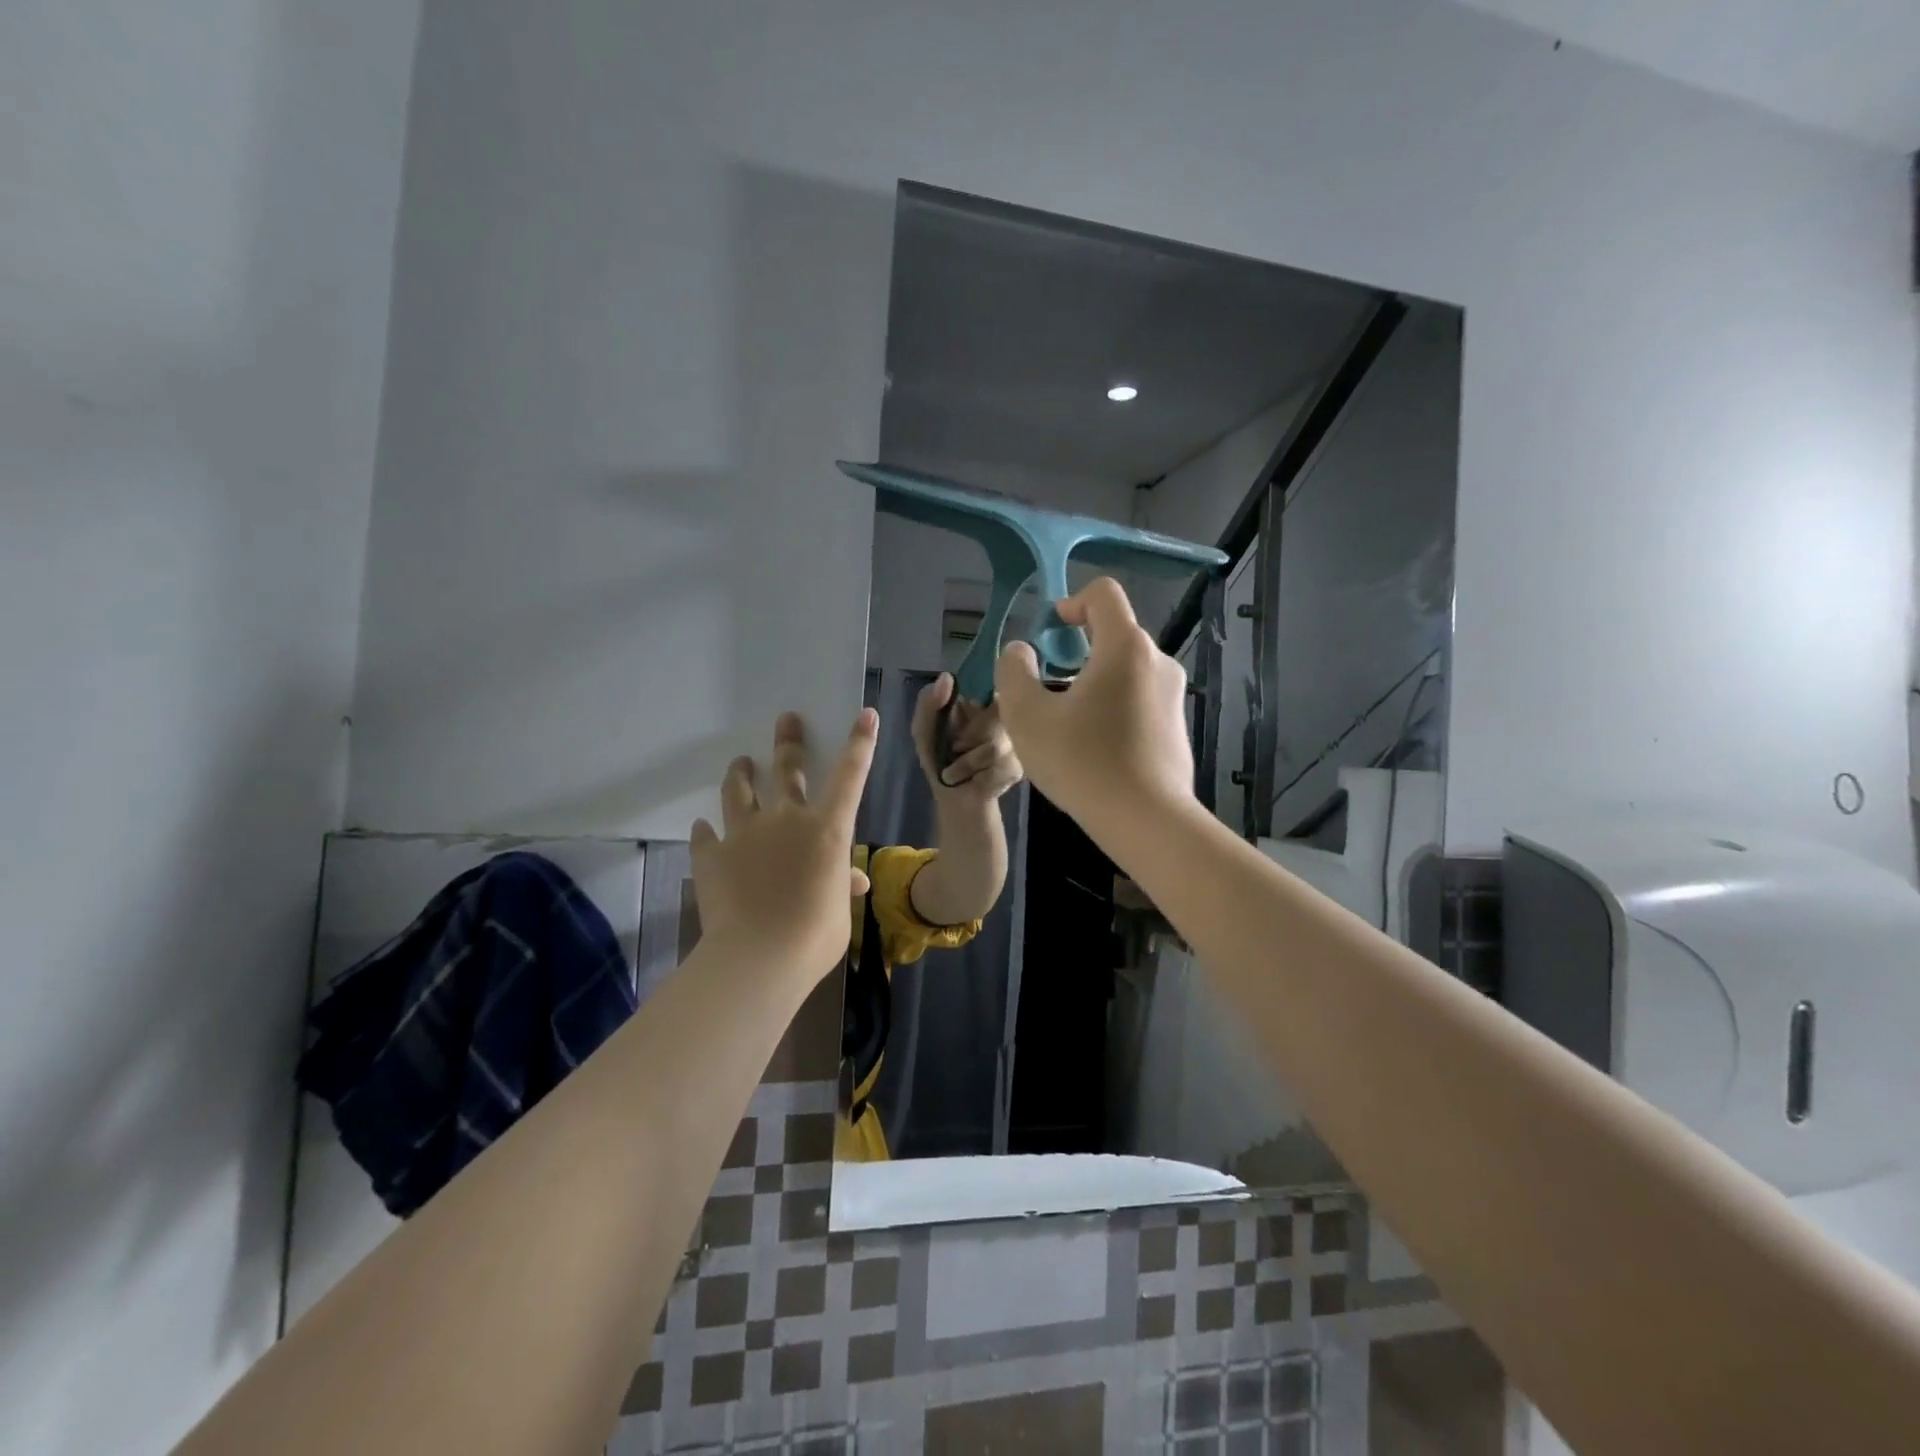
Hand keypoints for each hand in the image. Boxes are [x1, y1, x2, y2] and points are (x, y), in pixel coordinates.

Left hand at [690, 710, 876, 981]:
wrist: (759, 957)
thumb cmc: (816, 934)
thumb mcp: (840, 909)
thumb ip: (842, 885)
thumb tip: (852, 880)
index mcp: (827, 829)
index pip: (850, 776)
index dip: (860, 743)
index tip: (865, 714)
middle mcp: (786, 819)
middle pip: (787, 769)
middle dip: (789, 741)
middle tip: (786, 719)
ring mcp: (745, 834)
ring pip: (739, 792)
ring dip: (740, 774)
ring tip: (740, 763)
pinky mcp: (712, 855)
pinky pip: (706, 835)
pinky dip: (707, 831)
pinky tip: (704, 827)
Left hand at [911, 673, 1022, 802]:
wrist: (955, 799)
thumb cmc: (939, 760)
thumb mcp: (924, 729)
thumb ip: (929, 702)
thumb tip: (947, 677)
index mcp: (983, 704)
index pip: (991, 689)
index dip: (977, 705)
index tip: (964, 713)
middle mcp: (1006, 718)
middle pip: (995, 717)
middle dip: (967, 738)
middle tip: (955, 749)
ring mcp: (1016, 743)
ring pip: (995, 746)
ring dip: (968, 761)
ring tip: (958, 769)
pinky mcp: (1018, 767)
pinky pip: (1000, 766)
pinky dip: (979, 775)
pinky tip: (975, 779)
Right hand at [993, 578, 1194, 827]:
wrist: (1145, 819)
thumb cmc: (1081, 761)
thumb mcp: (1027, 716)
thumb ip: (1014, 673)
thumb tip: (1020, 652)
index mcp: (1125, 647)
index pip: (1104, 595)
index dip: (1072, 602)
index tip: (1050, 631)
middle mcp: (1158, 662)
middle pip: (1116, 634)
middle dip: (1079, 649)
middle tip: (1049, 686)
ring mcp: (1173, 696)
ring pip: (1128, 671)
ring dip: (1096, 682)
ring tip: (1069, 723)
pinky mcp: (1177, 728)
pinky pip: (1140, 701)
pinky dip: (1115, 708)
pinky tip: (1096, 749)